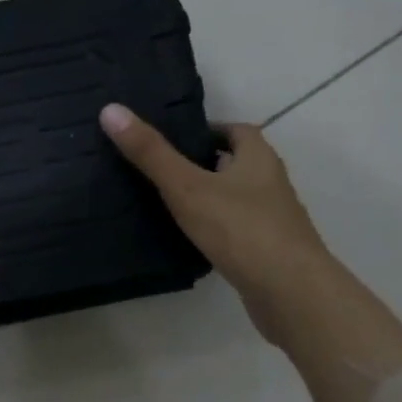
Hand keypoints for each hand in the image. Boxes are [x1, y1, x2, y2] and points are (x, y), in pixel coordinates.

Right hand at [100, 103, 336, 353]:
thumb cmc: (240, 229)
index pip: (234, 130)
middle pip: (235, 164)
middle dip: (203, 165)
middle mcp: (271, 183)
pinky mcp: (268, 252)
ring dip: (209, 199)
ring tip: (168, 206)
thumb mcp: (187, 187)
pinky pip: (237, 231)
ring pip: (236, 199)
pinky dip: (216, 231)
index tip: (172, 140)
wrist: (290, 292)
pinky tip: (191, 242)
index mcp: (258, 157)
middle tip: (161, 172)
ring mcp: (273, 220)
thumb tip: (111, 110)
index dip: (206, 131)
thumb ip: (150, 153)